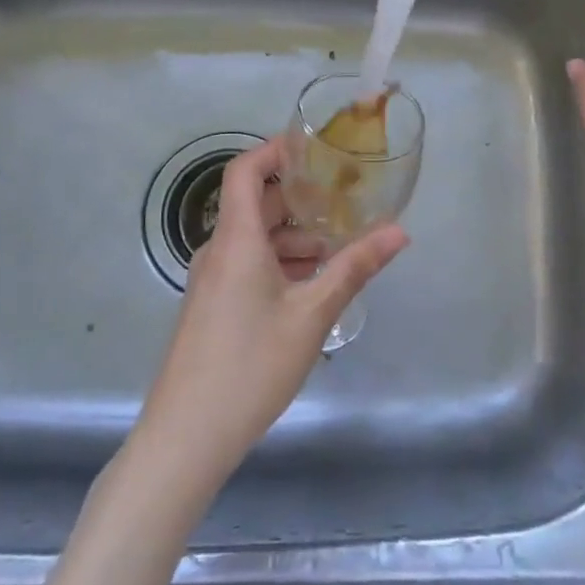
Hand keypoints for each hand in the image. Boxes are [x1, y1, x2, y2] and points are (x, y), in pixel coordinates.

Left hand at [132, 136, 408, 498]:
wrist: (185, 437)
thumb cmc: (250, 365)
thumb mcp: (312, 315)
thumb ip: (355, 268)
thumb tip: (399, 231)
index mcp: (236, 240)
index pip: (245, 171)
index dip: (275, 150)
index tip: (315, 147)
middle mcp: (219, 251)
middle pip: (257, 205)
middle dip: (301, 199)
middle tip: (347, 199)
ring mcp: (212, 281)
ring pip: (256, 240)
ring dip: (296, 237)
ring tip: (341, 249)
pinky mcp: (213, 307)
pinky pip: (249, 266)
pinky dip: (281, 263)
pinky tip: (313, 286)